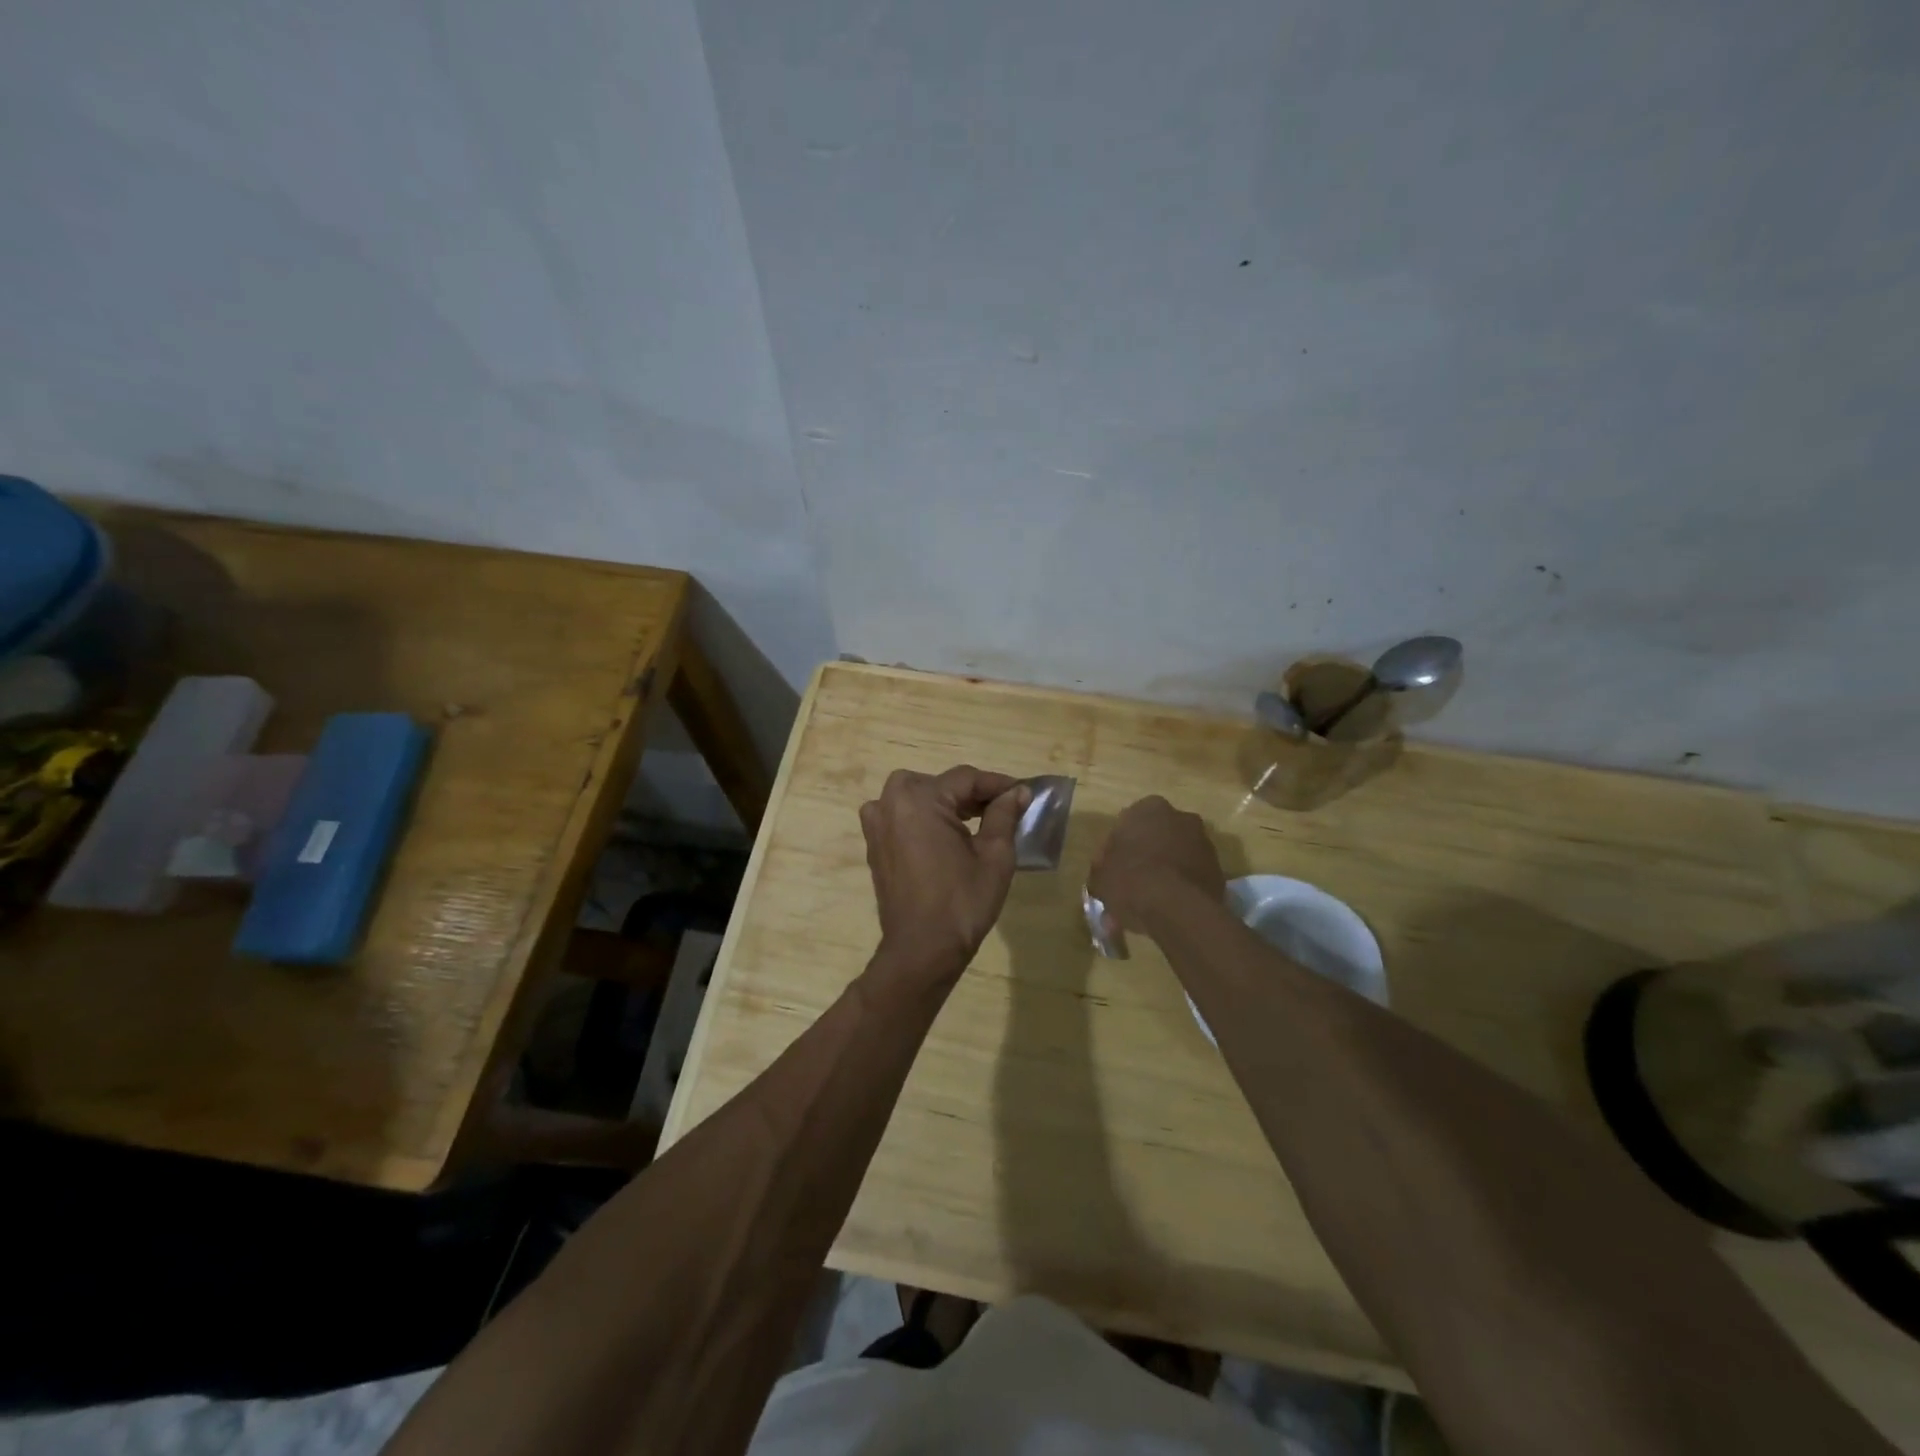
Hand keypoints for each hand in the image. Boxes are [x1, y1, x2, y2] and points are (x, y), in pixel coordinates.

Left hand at [860, 766, 1030, 977]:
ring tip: (978, 822)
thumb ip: (1005, 815)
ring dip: (947, 804)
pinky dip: (926, 818)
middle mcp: (890, 802)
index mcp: (918, 799)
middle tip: (1002, 809)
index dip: (998, 784)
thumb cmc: (962, 902)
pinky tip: (948, 836)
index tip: (1024, 792)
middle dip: (972, 793)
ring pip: (919, 797)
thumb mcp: (994, 855)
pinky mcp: (874, 843)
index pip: (966, 778)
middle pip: (940, 784)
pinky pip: (903, 816)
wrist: (922, 950)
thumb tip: (1019, 791)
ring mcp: (877, 823)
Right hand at [1088, 795, 1226, 932]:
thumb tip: (1105, 876)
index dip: (1120, 848)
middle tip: (1133, 883)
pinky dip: (1182, 886)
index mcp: (1148, 808)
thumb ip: (1102, 870)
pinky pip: (1193, 874)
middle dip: (1147, 855)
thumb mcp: (1100, 876)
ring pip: (1177, 855)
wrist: (1177, 907)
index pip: (1128, 823)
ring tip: (1151, 902)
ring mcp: (1204, 842)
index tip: (1114, 869)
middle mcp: (1180, 817)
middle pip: (1157, 836)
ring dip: (1166, 871)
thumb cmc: (1131, 879)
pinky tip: (1170, 908)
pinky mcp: (1219, 868)